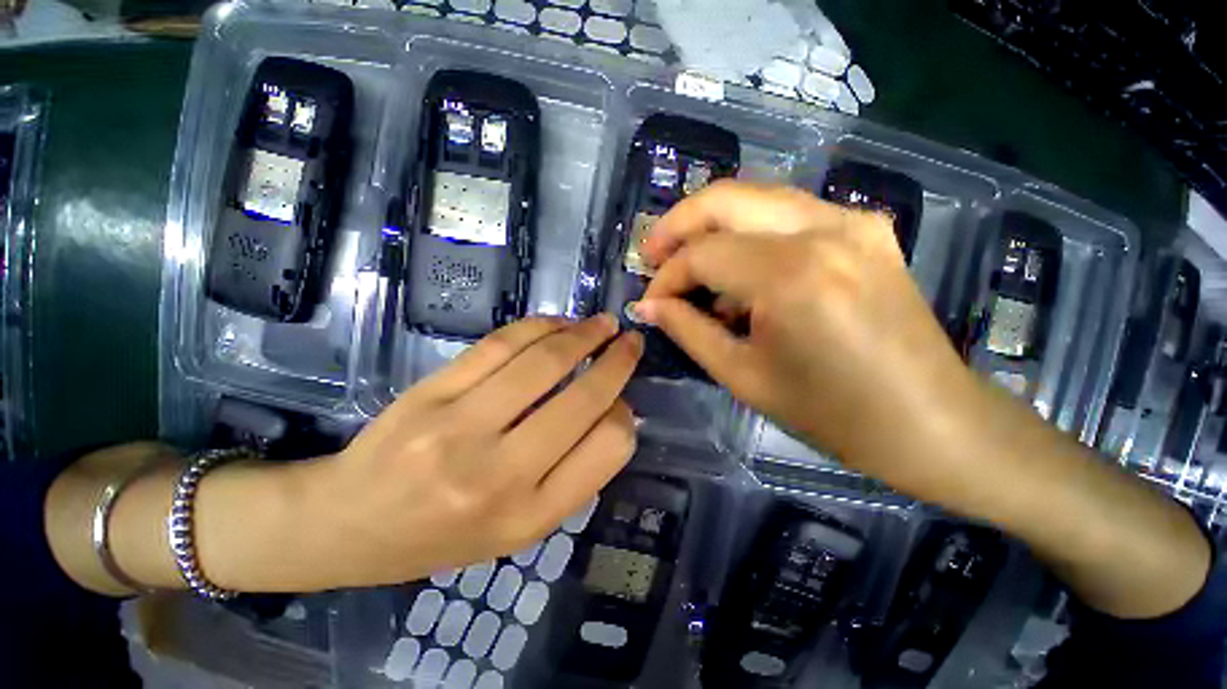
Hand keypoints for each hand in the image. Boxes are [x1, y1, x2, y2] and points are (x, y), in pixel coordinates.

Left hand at [296, 315, 641, 587]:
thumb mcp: (522, 527)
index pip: (608, 448)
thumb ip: (575, 472)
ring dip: (583, 334)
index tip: (624, 398)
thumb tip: (614, 408)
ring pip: (544, 362)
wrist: (349, 525)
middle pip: (582, 399)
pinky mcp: (432, 393)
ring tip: (602, 323)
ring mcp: (460, 428)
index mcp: (530, 515)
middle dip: (618, 361)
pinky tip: (557, 323)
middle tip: (632, 340)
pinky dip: (540, 327)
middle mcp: (500, 473)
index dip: (625, 414)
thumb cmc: (444, 535)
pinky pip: (501, 345)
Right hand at [635, 181, 974, 479]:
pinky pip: (786, 212)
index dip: (666, 278)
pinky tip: (740, 272)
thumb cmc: (829, 412)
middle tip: (653, 256)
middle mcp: (823, 230)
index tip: (650, 303)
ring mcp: (851, 220)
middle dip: (677, 225)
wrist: (927, 419)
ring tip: (690, 265)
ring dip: (711, 225)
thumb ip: (687, 330)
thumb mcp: (742, 376)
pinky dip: (748, 233)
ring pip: (755, 196)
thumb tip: (646, 307)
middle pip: (725, 198)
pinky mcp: (864, 226)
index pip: (702, 255)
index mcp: (791, 276)